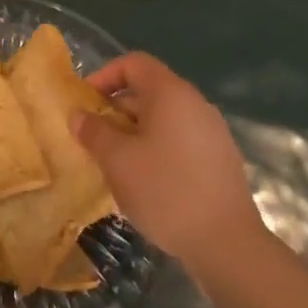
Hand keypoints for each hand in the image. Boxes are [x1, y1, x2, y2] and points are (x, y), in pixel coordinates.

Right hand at [76, 52, 266, 270]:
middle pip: (149, 90)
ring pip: (164, 118)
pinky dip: (157, 148)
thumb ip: (94, 132)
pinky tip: (146, 181)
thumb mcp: (117, 160)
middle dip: (116, 109)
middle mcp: (195, 104)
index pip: (134, 63)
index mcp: (171, 93)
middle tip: (94, 137)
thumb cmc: (165, 190)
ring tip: (116, 162)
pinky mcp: (220, 160)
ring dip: (135, 132)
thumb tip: (80, 116)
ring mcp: (213, 132)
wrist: (228, 244)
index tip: (86, 103)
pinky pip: (180, 140)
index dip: (105, 75)